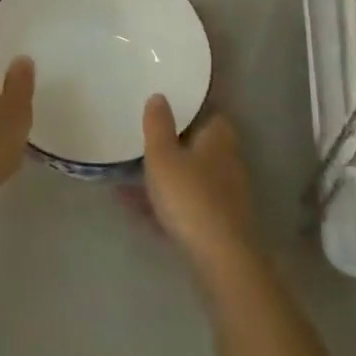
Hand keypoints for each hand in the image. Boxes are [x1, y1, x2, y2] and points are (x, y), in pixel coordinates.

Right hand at [142, 97, 256, 279]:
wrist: (219, 258)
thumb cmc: (189, 196)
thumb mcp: (163, 155)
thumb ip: (158, 125)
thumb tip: (159, 97)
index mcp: (218, 137)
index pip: (209, 111)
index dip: (190, 108)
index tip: (168, 104)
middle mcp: (227, 161)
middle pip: (198, 145)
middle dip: (173, 144)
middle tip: (144, 141)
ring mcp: (225, 194)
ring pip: (189, 176)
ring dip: (165, 177)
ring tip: (128, 179)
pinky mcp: (218, 223)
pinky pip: (186, 204)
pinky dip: (165, 204)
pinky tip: (136, 212)